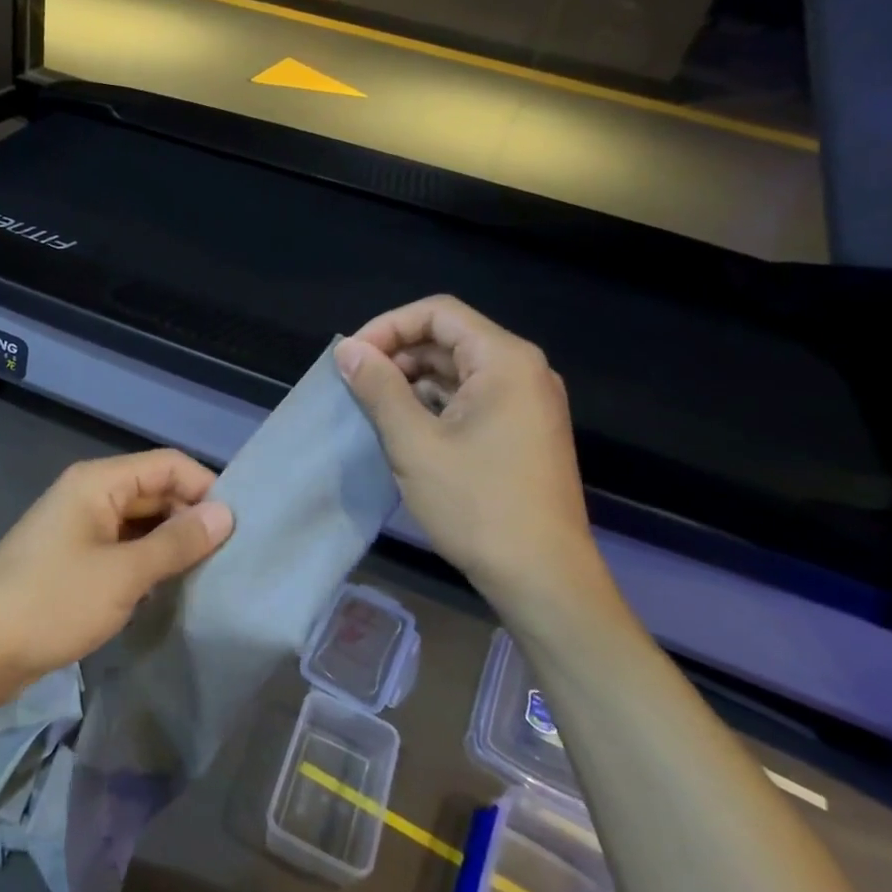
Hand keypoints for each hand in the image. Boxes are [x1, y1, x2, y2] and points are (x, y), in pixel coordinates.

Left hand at [0, 450, 233, 702]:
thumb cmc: (52, 602)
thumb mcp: (124, 574)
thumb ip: (177, 542)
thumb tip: (226, 514)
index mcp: (98, 482)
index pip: (168, 465)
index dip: (205, 489)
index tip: (237, 529)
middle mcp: (89, 495)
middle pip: (154, 492)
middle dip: (190, 518)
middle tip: (229, 559)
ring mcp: (79, 529)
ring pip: (139, 524)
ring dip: (170, 544)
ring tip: (209, 576)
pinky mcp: (73, 561)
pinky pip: (122, 549)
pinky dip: (147, 563)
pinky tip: (169, 589)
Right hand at [336, 296, 617, 631]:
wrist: (542, 578)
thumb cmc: (477, 504)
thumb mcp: (414, 443)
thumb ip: (378, 388)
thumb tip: (348, 350)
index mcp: (505, 361)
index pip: (437, 313)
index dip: (387, 326)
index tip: (351, 358)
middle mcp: (523, 371)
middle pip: (449, 338)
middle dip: (398, 353)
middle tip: (355, 383)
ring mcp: (526, 403)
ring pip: (458, 369)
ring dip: (412, 379)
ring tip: (371, 405)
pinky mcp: (521, 431)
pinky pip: (471, 397)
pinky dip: (434, 403)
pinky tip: (403, 426)